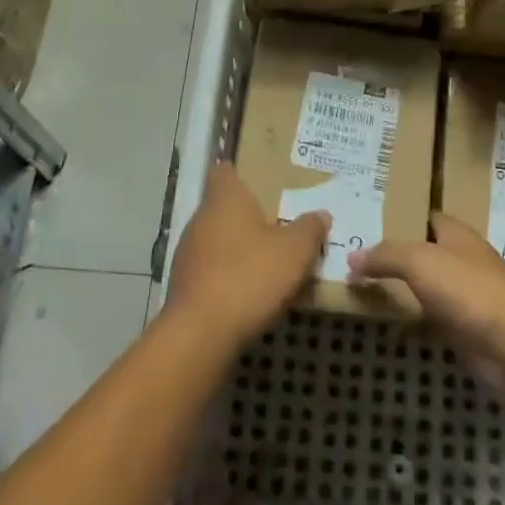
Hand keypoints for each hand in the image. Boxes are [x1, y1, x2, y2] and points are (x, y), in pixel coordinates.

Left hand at [165, 163, 329, 350]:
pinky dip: (229, 275)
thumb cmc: (249, 276)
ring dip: (239, 248)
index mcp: (224, 199)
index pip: (224, 170)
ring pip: (217, 240)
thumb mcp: (295, 251)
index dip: (241, 170)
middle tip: (279, 221)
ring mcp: (187, 254)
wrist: (200, 335)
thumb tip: (320, 214)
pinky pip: (211, 270)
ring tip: (270, 259)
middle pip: (223, 207)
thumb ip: (309, 229)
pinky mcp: (184, 286)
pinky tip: (251, 292)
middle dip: (248, 214)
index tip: (262, 176)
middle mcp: (200, 219)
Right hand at [347, 214, 504, 371]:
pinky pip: (432, 321)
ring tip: (366, 288)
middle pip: (427, 253)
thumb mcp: (419, 260)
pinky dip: (414, 323)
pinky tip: (389, 326)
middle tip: (360, 257)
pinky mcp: (466, 331)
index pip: (429, 217)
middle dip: (399, 255)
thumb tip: (352, 257)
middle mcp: (464, 261)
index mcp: (458, 235)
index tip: (373, 221)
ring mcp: (467, 298)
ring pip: (428, 288)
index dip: (404, 216)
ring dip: (405, 290)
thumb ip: (386, 255)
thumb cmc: (468, 288)